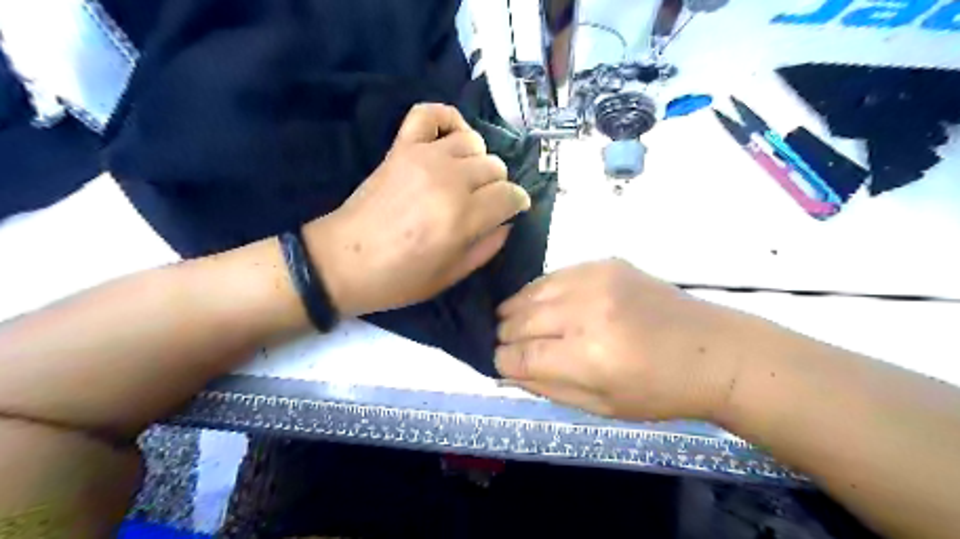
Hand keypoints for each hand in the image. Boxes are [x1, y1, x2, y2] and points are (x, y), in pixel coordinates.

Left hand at [304, 103, 528, 317]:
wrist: (342, 262)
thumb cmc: (399, 278)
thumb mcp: (452, 276)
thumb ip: (487, 246)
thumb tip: (507, 221)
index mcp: (462, 217)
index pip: (510, 195)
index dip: (518, 204)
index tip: (513, 211)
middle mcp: (449, 180)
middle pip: (495, 167)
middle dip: (498, 186)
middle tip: (485, 203)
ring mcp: (423, 157)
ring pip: (473, 142)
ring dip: (478, 161)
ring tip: (467, 178)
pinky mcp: (401, 147)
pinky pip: (430, 113)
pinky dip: (447, 119)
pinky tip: (452, 138)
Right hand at [494, 260, 748, 421]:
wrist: (713, 350)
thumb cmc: (660, 391)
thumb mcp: (601, 406)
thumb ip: (547, 387)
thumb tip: (507, 369)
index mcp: (588, 358)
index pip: (520, 356)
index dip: (502, 361)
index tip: (500, 363)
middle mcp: (586, 312)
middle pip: (518, 320)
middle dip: (505, 336)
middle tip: (508, 344)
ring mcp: (596, 281)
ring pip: (530, 292)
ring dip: (515, 310)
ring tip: (516, 322)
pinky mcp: (605, 263)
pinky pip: (554, 275)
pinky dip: (539, 291)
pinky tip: (543, 303)